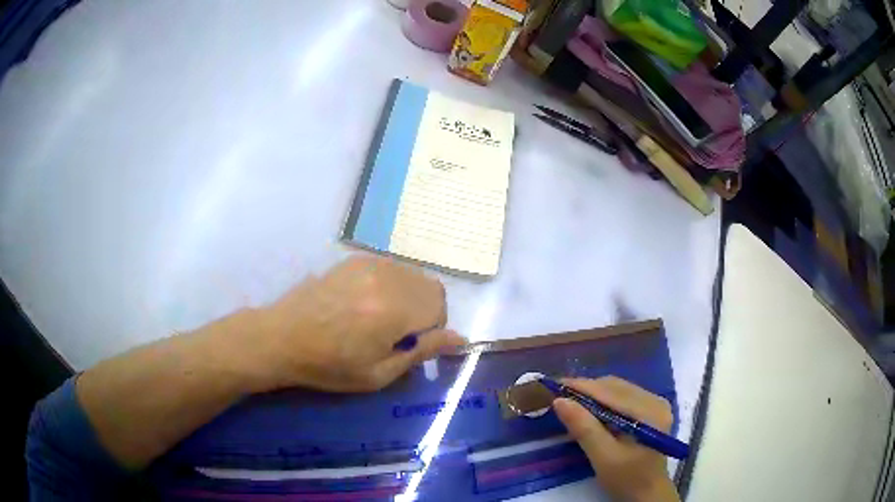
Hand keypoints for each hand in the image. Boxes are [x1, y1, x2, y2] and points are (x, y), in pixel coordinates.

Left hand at [241, 256, 465, 392]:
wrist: (283, 338)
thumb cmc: (330, 365)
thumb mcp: (379, 373)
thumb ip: (421, 352)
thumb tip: (460, 338)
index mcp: (393, 309)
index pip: (439, 306)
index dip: (434, 328)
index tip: (411, 344)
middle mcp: (386, 278)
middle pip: (430, 286)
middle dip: (425, 311)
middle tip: (398, 334)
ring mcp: (368, 264)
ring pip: (412, 275)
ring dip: (409, 297)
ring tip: (380, 318)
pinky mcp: (354, 260)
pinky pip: (390, 268)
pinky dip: (391, 285)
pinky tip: (366, 303)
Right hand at [553, 377, 679, 501]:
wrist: (647, 492)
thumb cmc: (626, 479)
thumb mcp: (603, 457)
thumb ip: (584, 428)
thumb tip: (560, 401)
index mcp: (649, 412)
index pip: (611, 392)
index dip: (582, 387)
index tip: (555, 386)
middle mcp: (656, 401)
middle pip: (616, 387)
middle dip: (587, 389)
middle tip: (560, 396)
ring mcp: (656, 403)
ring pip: (619, 389)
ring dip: (594, 394)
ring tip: (571, 402)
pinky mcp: (652, 410)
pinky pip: (624, 397)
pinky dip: (604, 401)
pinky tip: (591, 411)